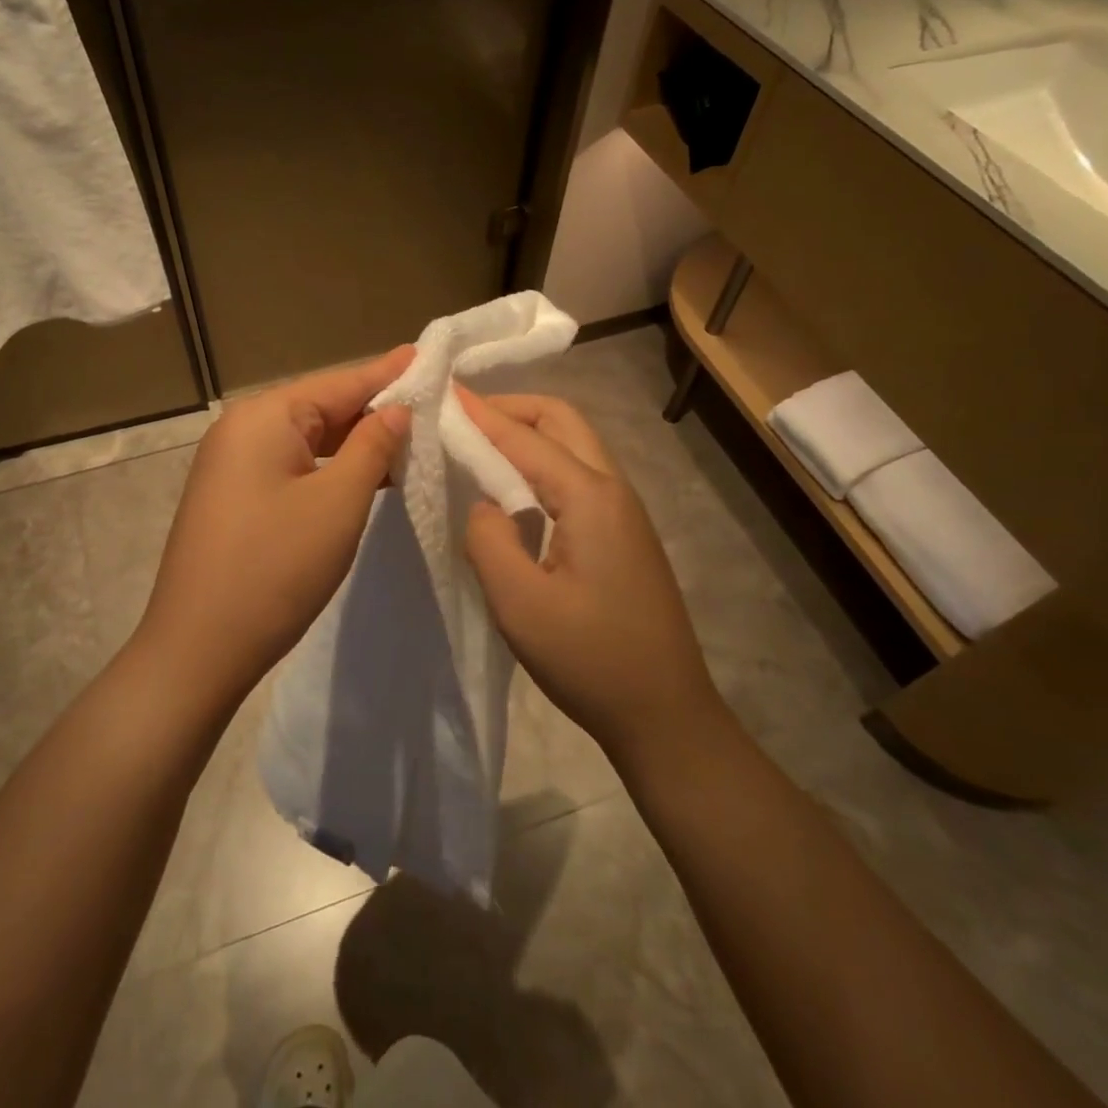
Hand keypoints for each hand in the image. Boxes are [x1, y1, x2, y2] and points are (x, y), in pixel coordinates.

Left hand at [136, 346, 415, 699]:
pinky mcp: (235, 497)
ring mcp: (233, 465)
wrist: (198, 649)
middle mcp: (242, 429)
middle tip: (432, 404)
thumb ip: (372, 447)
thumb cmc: (274, 568)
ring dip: (356, 443)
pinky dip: (330, 468)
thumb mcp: (338, 503)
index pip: (340, 382)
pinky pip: (293, 466)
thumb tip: (396, 409)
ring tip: (410, 437)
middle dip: (375, 409)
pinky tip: (367, 475)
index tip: (429, 356)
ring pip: (309, 439)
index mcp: (264, 416)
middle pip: (322, 407)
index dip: (388, 372)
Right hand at [459, 389, 730, 771]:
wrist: (665, 714)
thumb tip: (484, 505)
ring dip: (528, 433)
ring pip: (574, 445)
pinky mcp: (623, 535)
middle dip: (511, 408)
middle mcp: (613, 490)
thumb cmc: (589, 658)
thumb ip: (488, 538)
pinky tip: (513, 491)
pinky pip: (578, 476)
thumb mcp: (518, 602)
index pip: (525, 437)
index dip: (481, 413)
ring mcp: (624, 512)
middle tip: (463, 417)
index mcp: (590, 497)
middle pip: (562, 421)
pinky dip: (541, 463)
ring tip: (480, 446)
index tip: (442, 393)